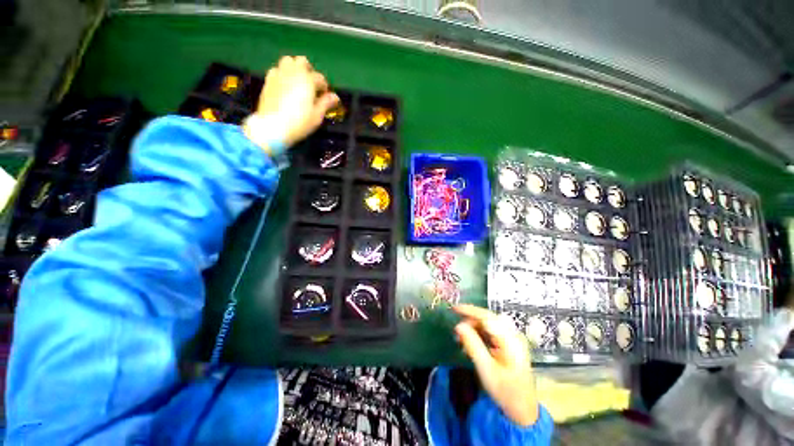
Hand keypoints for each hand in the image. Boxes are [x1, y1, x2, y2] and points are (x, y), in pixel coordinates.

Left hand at [244, 56, 338, 152]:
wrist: (273, 126)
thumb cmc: (299, 122)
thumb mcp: (317, 115)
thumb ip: (326, 103)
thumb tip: (335, 97)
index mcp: (307, 80)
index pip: (320, 78)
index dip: (324, 87)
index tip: (326, 96)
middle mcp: (293, 72)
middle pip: (302, 61)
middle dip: (309, 70)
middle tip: (312, 85)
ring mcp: (278, 75)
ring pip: (287, 61)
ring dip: (294, 69)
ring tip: (298, 83)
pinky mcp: (268, 81)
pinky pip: (276, 70)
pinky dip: (283, 74)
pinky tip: (285, 86)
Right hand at [454, 304, 538, 426]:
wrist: (522, 410)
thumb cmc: (505, 391)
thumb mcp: (486, 369)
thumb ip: (472, 345)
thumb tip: (458, 326)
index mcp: (510, 339)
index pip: (487, 317)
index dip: (470, 311)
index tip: (454, 309)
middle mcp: (512, 335)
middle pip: (488, 319)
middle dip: (470, 320)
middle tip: (456, 330)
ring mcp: (512, 339)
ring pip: (488, 325)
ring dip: (473, 328)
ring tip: (461, 339)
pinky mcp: (508, 345)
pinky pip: (491, 333)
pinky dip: (478, 335)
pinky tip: (470, 344)